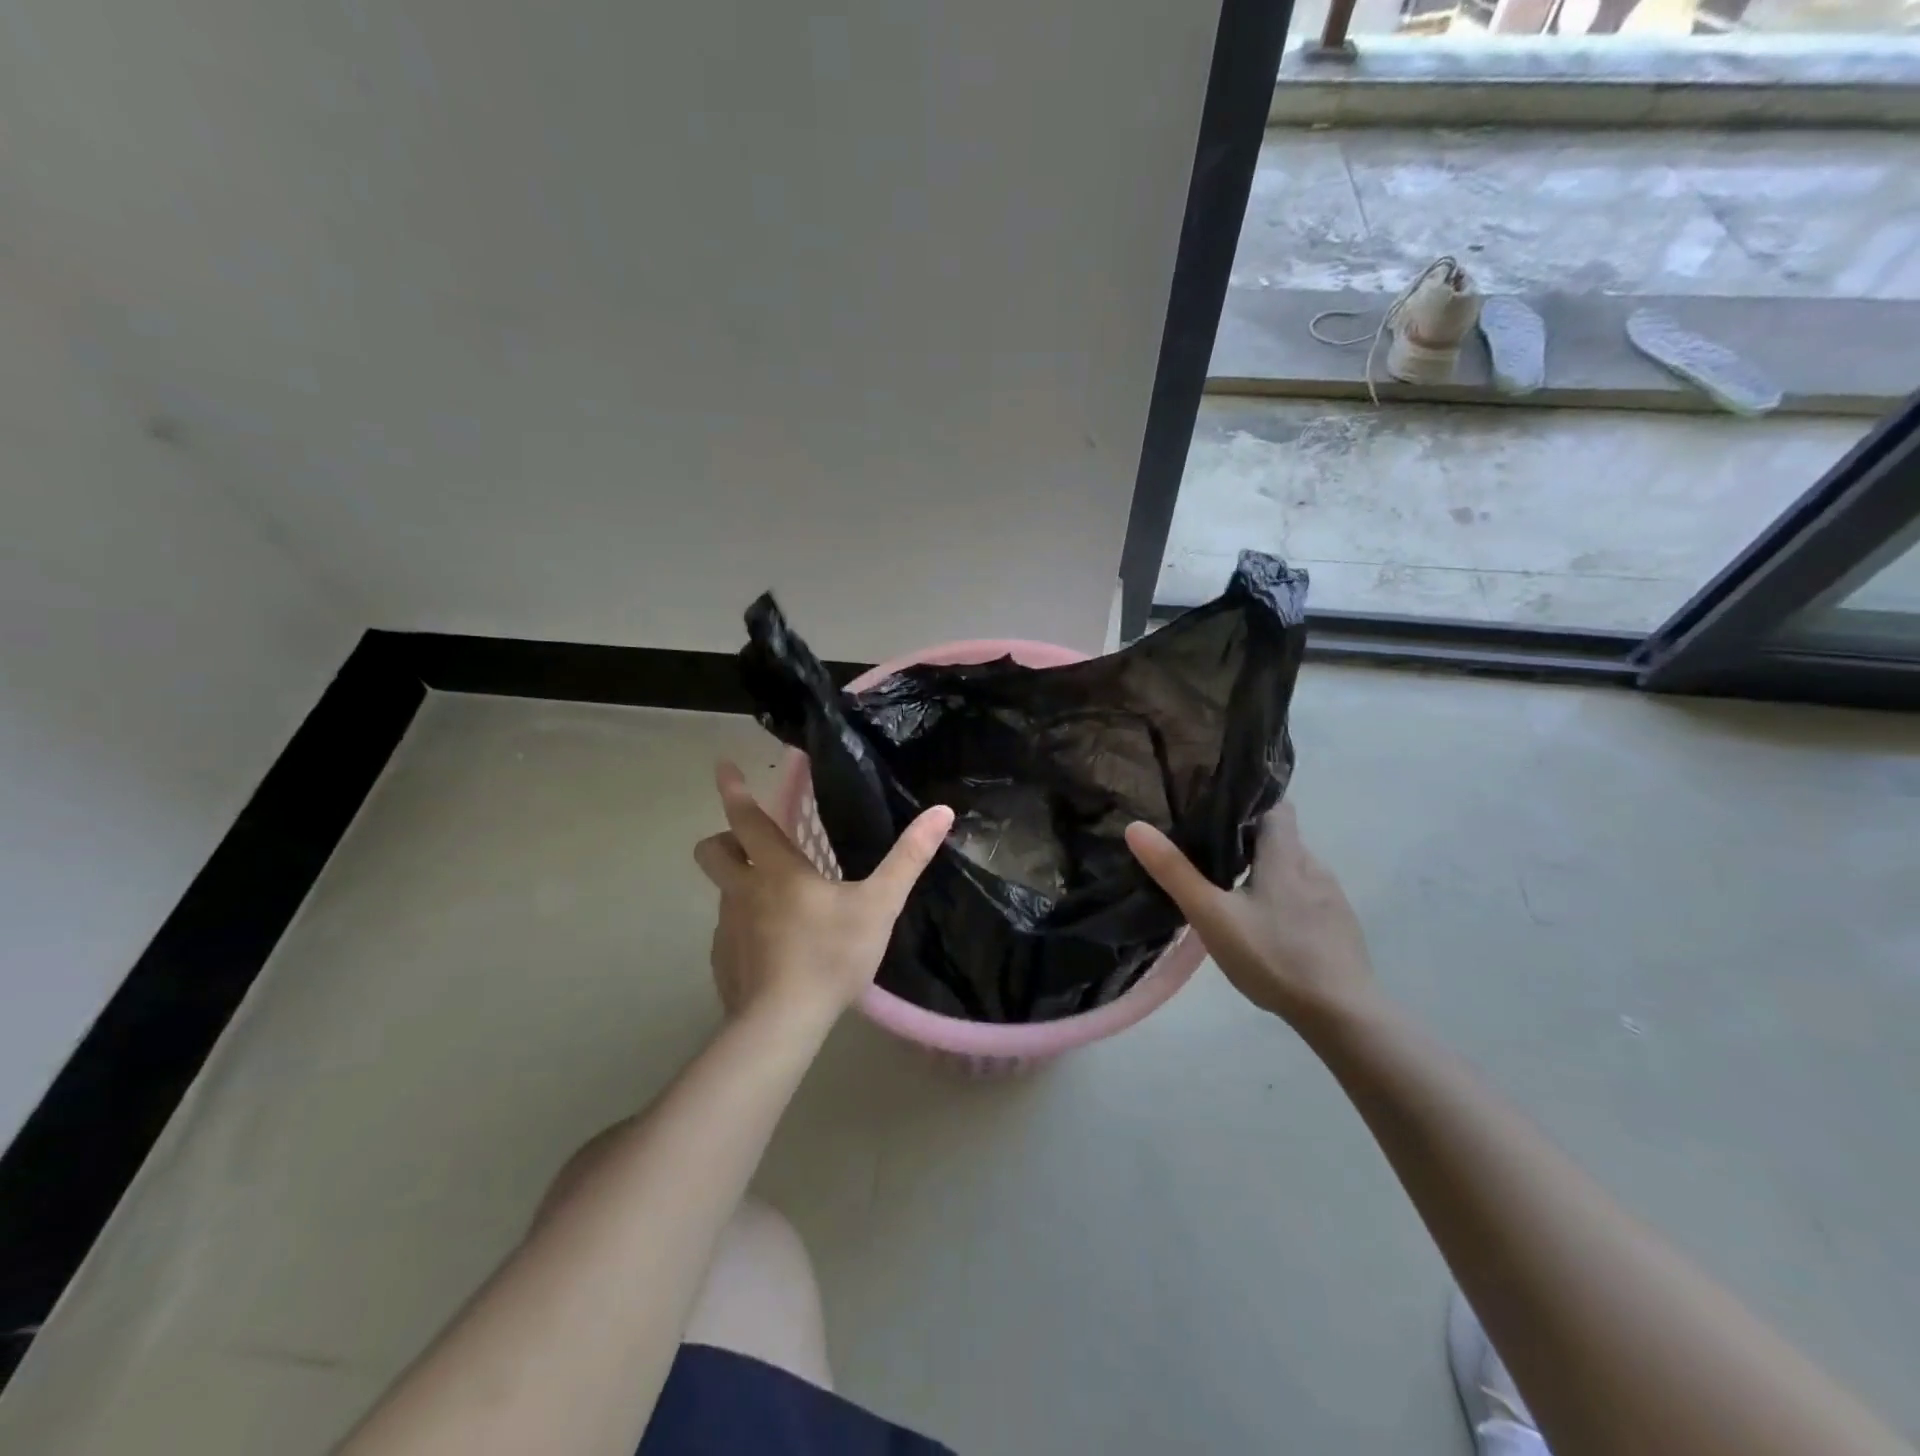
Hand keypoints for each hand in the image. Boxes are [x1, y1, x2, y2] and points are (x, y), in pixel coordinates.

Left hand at [693, 761, 952, 1024]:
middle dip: (725, 837)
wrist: (783, 1024)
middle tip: (752, 843)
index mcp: (776, 870)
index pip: (746, 819)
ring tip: (779, 902)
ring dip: (741, 883)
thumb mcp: (878, 905)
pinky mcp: (723, 961)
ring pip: (723, 891)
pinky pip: (728, 930)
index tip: (722, 766)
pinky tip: (774, 949)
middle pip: (713, 850)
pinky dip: (745, 926)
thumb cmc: (830, 955)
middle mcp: (743, 891)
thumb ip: (909, 858)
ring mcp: (727, 928)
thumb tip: (942, 811)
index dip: (735, 790)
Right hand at [1124, 803, 1375, 1026]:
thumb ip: (1175, 872)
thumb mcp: (1212, 916)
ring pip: (1294, 868)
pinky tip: (1268, 926)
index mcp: (1285, 854)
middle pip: (1280, 837)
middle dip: (1249, 841)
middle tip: (1210, 854)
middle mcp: (1314, 865)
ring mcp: (1332, 897)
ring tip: (1235, 890)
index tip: (1216, 809)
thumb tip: (1135, 827)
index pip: (1275, 805)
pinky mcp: (1341, 925)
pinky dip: (1286, 899)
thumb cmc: (1274, 957)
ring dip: (1268, 871)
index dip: (1248, 802)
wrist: (1343, 1015)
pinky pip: (1308, 897)